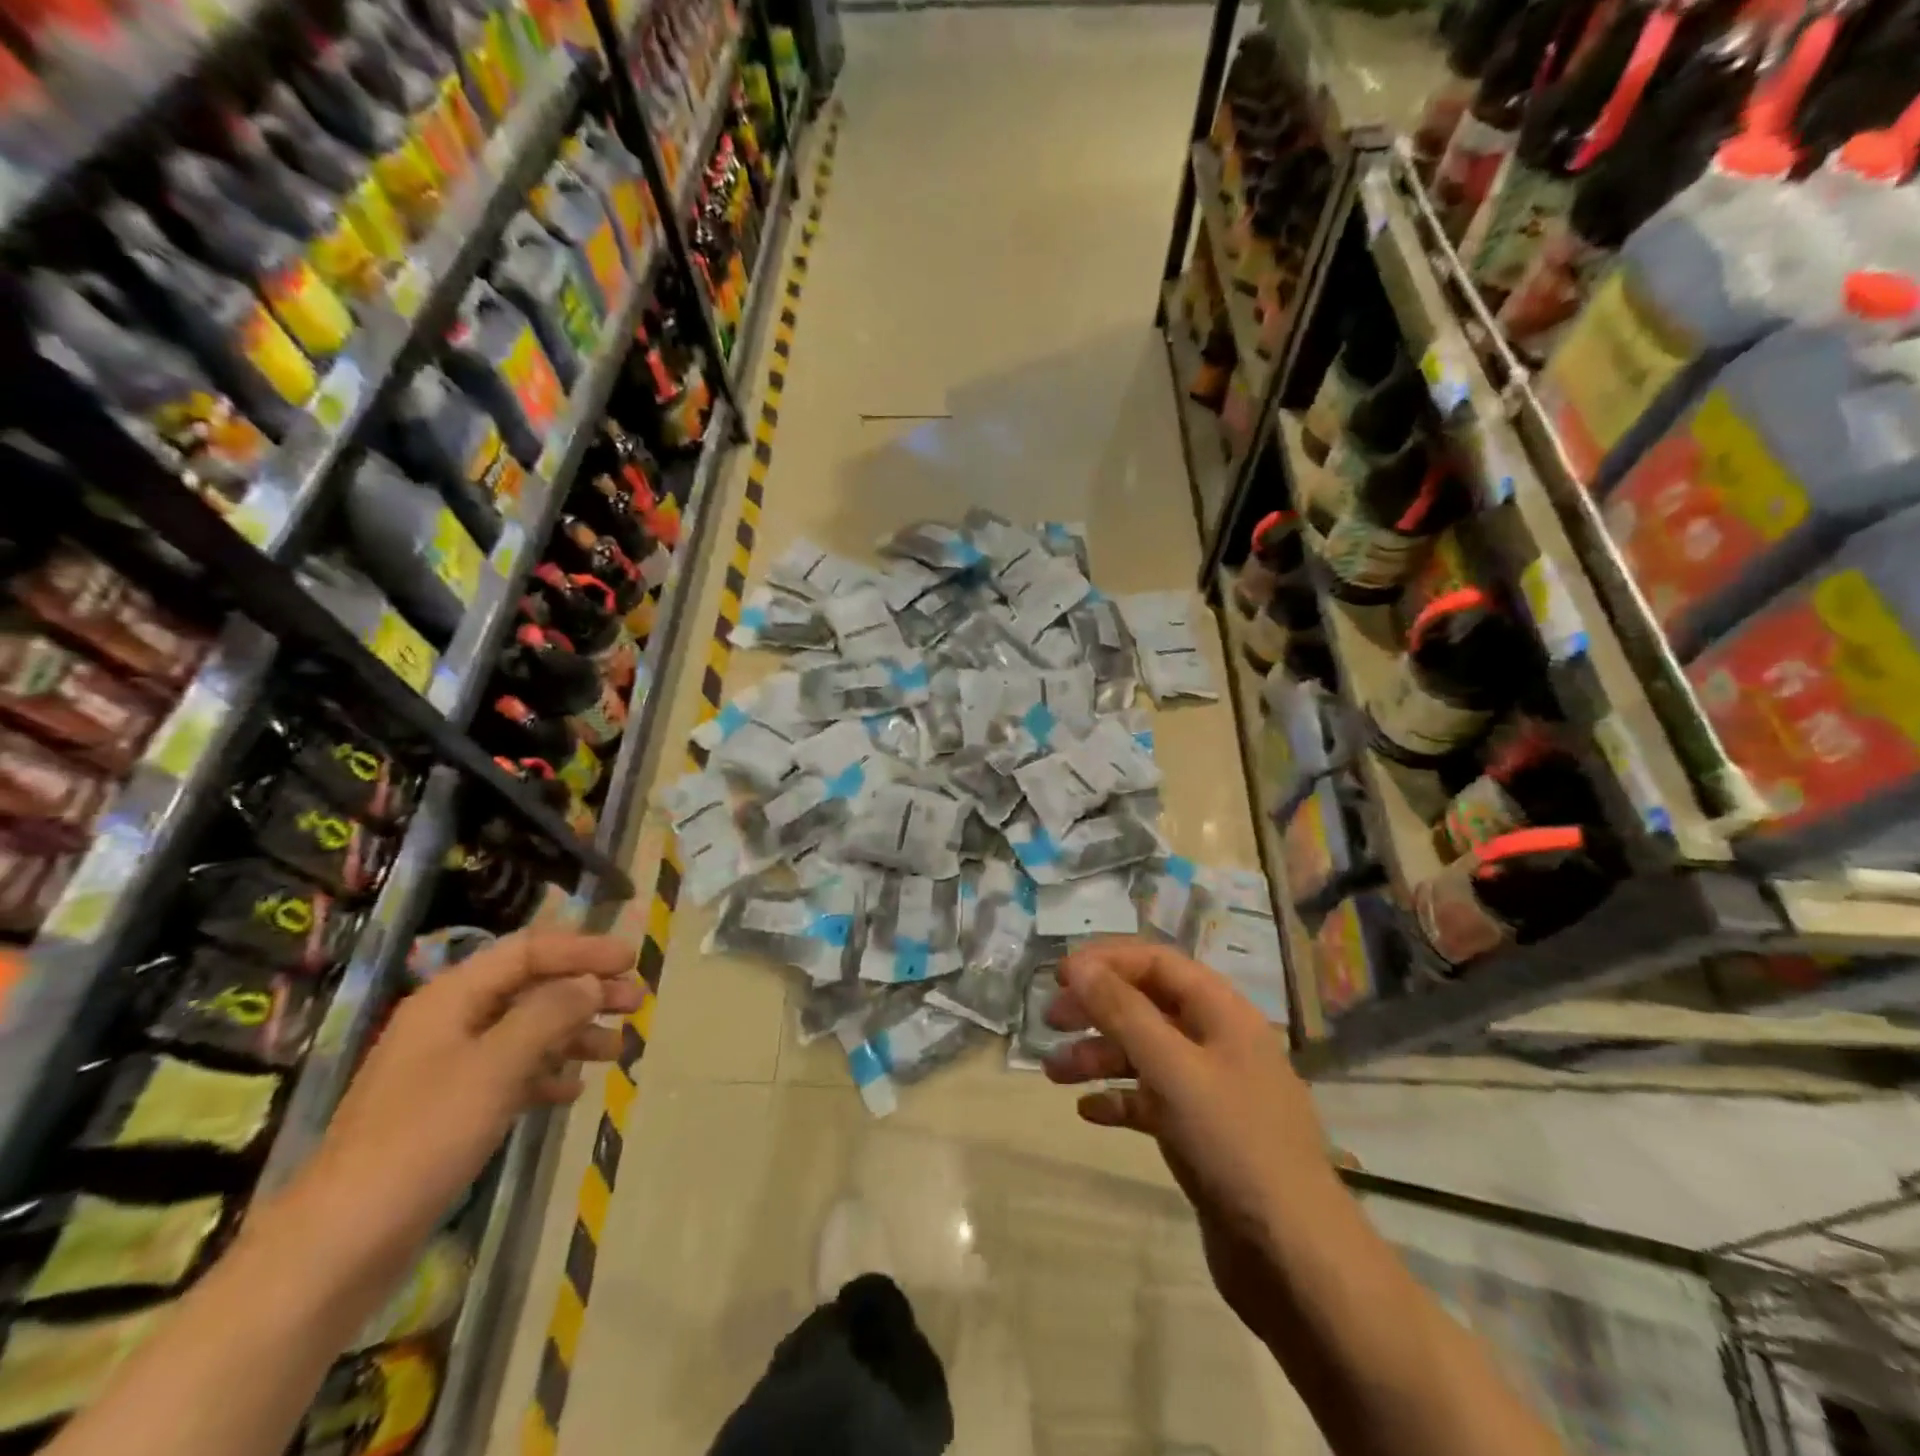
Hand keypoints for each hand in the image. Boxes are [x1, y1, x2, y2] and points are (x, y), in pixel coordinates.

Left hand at [299, 931, 642, 1252]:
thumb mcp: (496, 1066)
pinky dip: (548, 1072)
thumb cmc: (423, 1138)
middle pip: (531, 987)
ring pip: (527, 1030)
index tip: (631, 961)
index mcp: (452, 998)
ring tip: (618, 1049)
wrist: (340, 1245)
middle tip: (637, 1003)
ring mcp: (448, 1067)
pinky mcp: (450, 1109)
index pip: (528, 950)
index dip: (582, 949)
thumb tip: (590, 982)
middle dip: (587, 991)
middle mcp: (451, 1022)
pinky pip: (513, 1072)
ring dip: (575, 1032)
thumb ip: (549, 1014)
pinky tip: (574, 1091)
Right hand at [1042, 940, 1342, 1340]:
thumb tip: (1081, 966)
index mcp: (1222, 1012)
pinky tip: (1088, 1112)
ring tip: (1053, 1073)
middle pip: (1147, 1005)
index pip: (1157, 962)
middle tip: (1050, 1020)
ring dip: (1098, 1056)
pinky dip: (1119, 1099)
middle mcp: (1217, 1041)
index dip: (1107, 961)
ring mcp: (1210, 1089)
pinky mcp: (1201, 1133)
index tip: (1060, 976)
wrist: (1293, 1257)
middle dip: (1097, 1008)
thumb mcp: (1172, 1068)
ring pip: (1145, 1054)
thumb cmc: (1233, 1143)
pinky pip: (1151, 1101)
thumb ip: (1123, 1012)